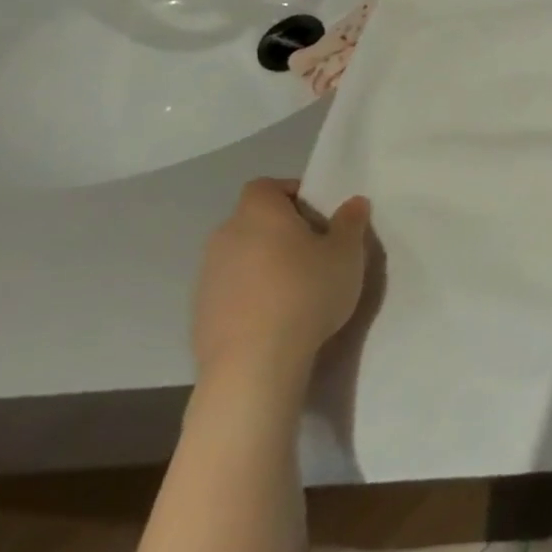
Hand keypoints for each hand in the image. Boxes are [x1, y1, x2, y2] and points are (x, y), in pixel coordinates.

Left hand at [192, 178, 372, 382]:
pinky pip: (231, 290)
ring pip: (241, 256)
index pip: (266, 186)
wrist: (253, 365)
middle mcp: (225, 237)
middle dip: (281, 230)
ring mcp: (207, 278)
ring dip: (264, 263)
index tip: (318, 214)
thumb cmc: (306, 292)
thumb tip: (353, 203)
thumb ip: (350, 222)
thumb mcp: (347, 253)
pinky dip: (250, 294)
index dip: (291, 193)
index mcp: (259, 213)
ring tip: (296, 287)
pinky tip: (275, 317)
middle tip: (315, 250)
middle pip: (253, 220)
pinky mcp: (199, 315)